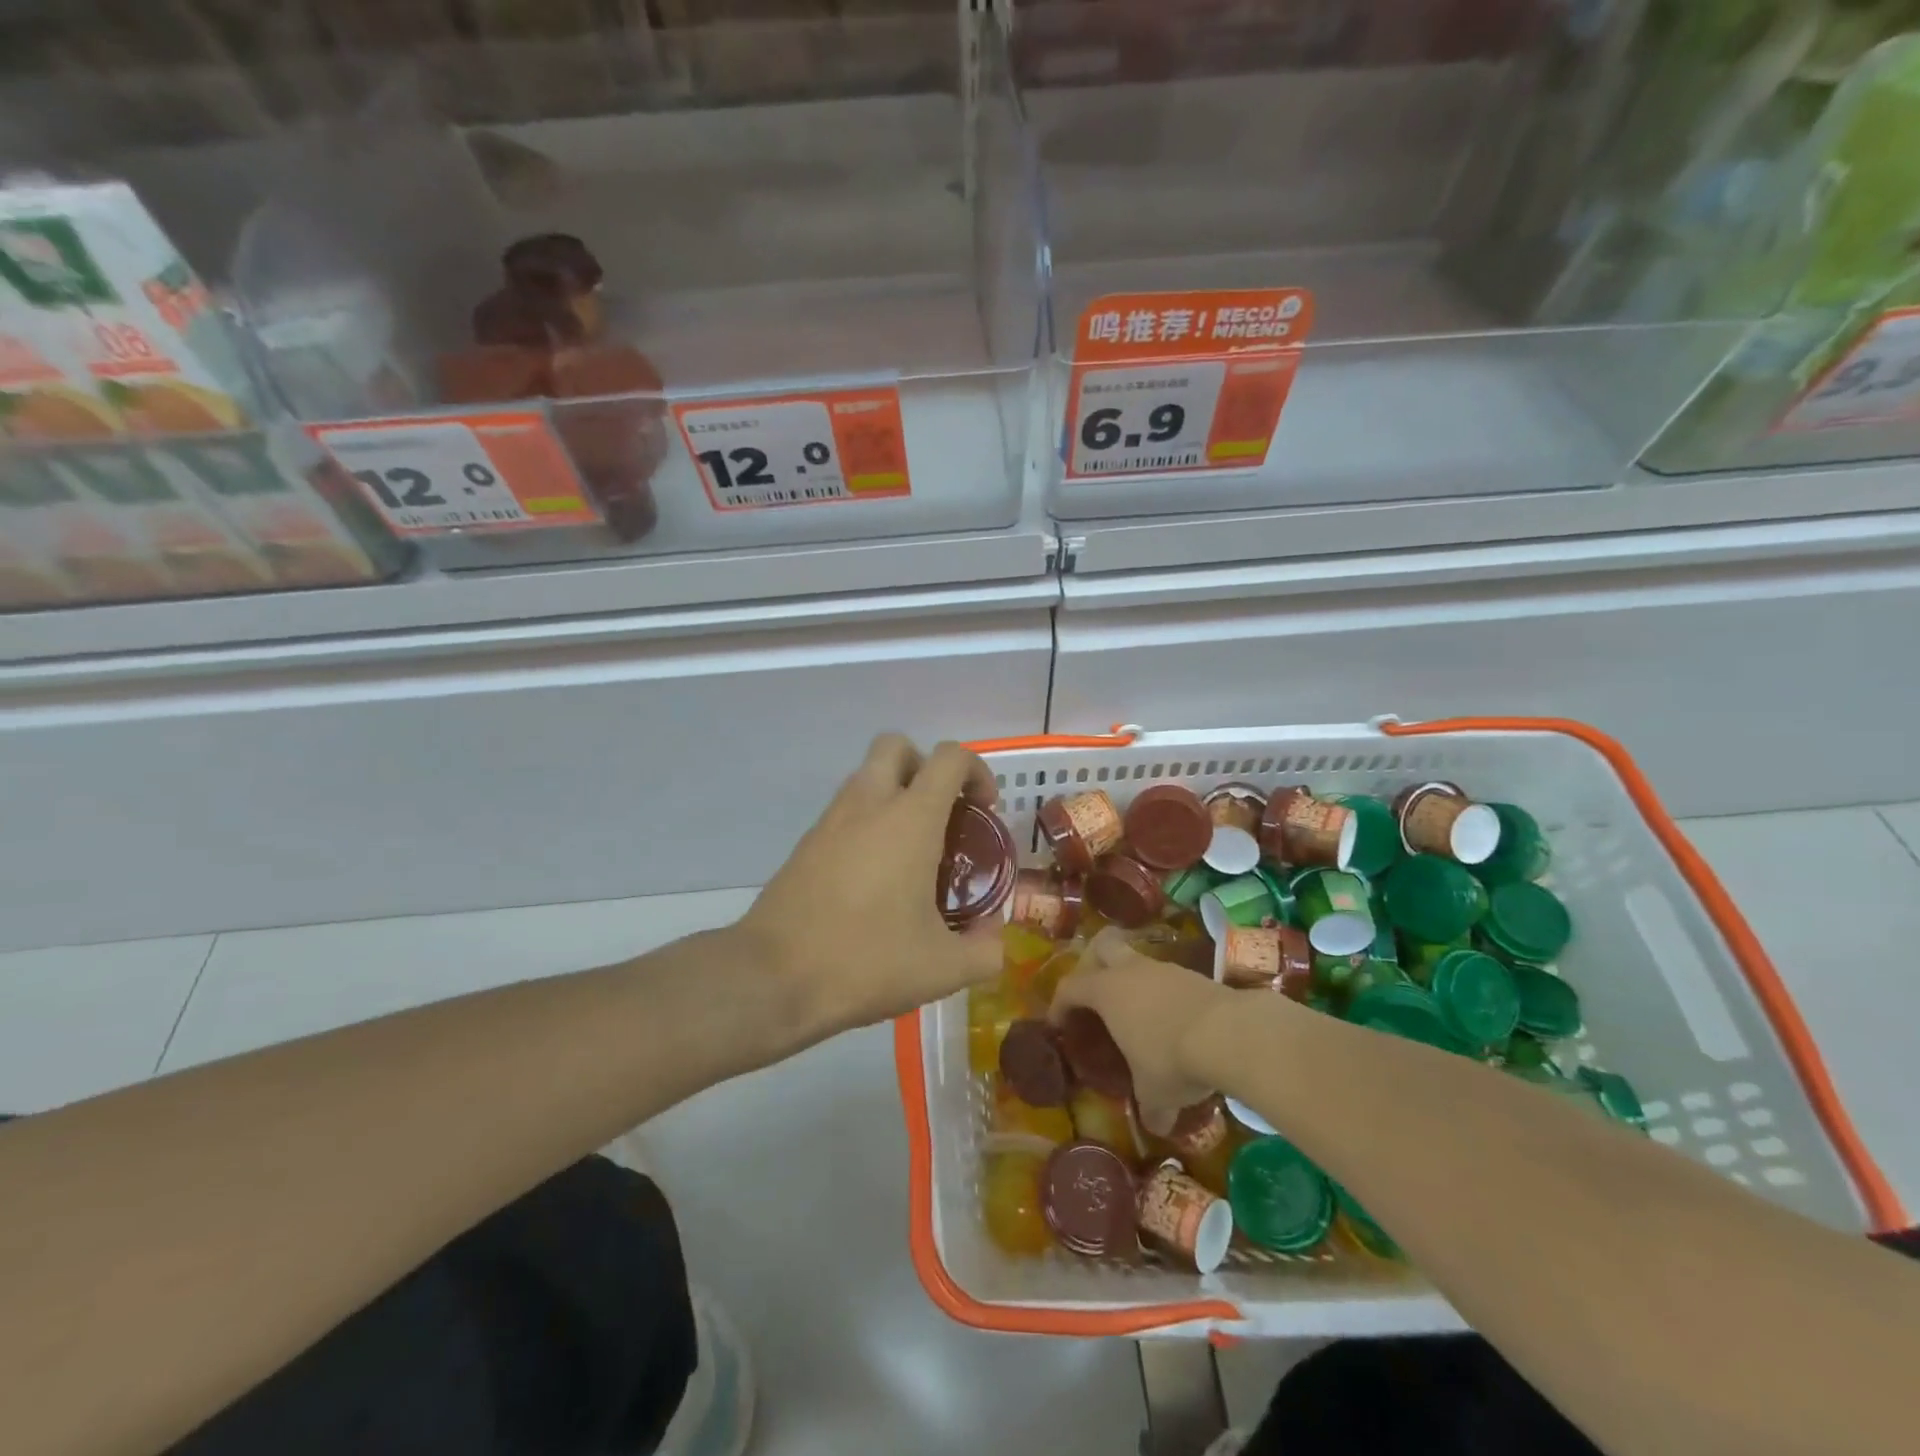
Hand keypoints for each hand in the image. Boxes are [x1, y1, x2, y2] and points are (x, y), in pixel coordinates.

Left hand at [740, 735, 1003, 1037]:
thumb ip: (984, 951)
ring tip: (912, 851)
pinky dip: (867, 822)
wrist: (773, 978)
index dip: (976, 771)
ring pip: (866, 776)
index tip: (983, 810)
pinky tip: (875, 876)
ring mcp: (830, 820)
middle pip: (897, 746)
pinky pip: (845, 811)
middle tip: (942, 813)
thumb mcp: (942, 969)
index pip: (949, 757)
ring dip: (894, 793)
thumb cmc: (866, 961)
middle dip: (925, 767)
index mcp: (910, 818)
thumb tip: (995, 939)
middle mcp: (868, 804)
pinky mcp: (806, 843)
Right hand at [1050, 929, 1235, 1123]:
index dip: (1059, 1004)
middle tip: (1096, 993)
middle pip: (1102, 946)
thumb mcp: (1155, 1093)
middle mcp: (1131, 970)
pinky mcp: (1195, 974)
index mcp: (1107, 991)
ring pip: (1138, 962)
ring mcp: (1164, 968)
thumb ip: (1150, 1108)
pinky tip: (1174, 1022)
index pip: (1070, 987)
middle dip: (1094, 963)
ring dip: (1134, 982)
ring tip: (1140, 1016)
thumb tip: (1155, 1125)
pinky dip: (1165, 995)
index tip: (1057, 1023)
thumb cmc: (1172, 1059)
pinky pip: (1168, 978)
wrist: (1230, 1033)